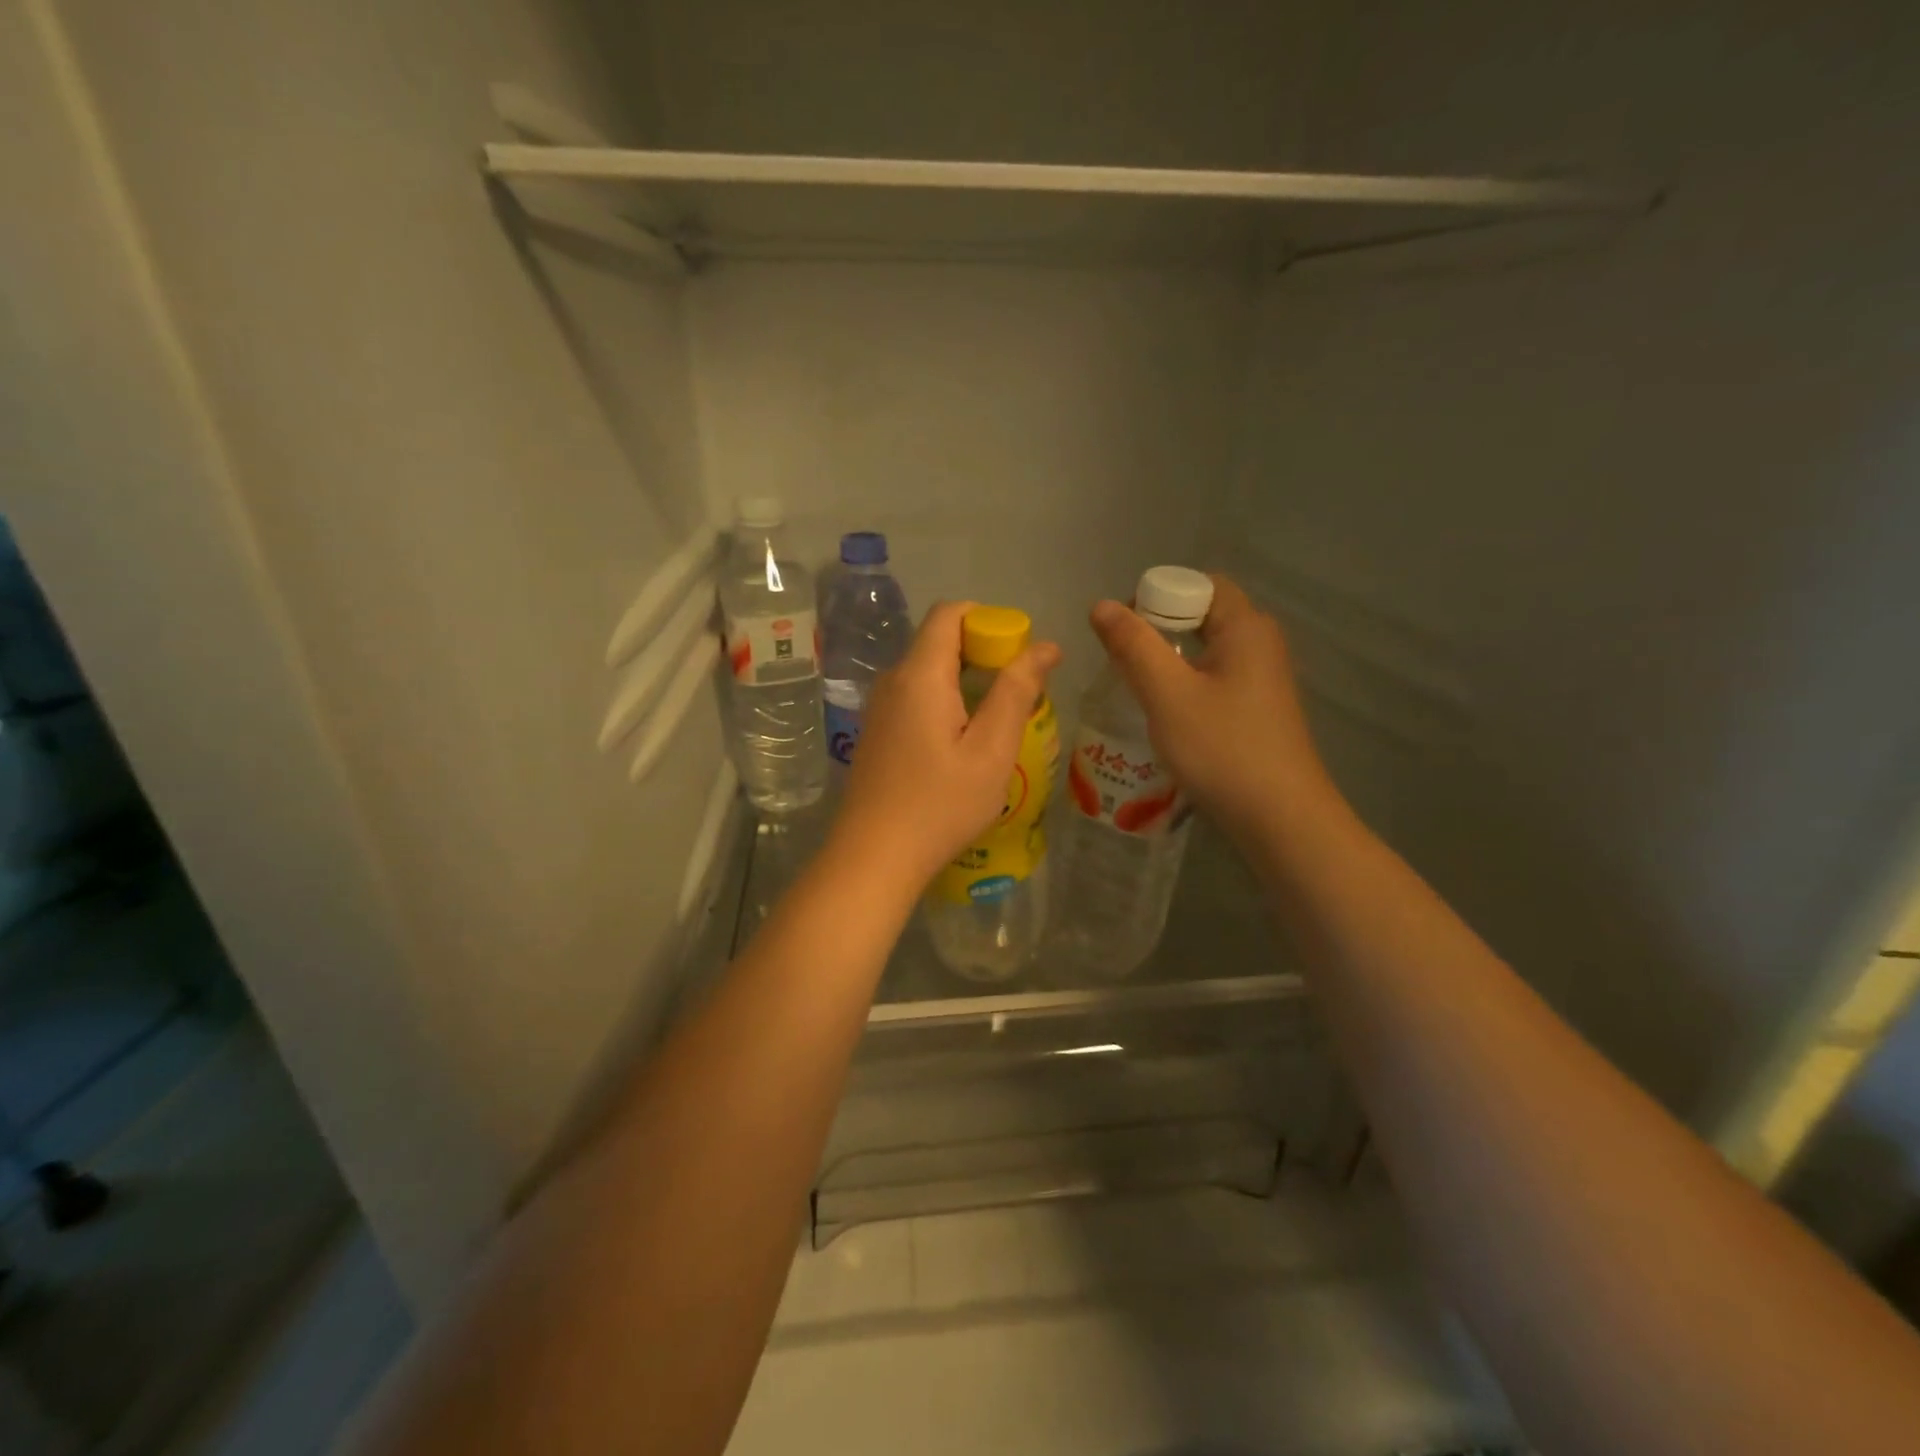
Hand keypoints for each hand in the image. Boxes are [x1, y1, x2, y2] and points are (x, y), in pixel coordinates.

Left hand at [831, 601, 1060, 894]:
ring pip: (928, 672)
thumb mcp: (991, 750)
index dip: (989, 620)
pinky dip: (945, 703)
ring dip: (966, 682)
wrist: (873, 857)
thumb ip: (1016, 691)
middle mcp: (892, 680)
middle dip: (983, 653)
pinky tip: (963, 745)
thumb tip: (1045, 646)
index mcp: (920, 674)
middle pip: (939, 640)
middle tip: (1018, 695)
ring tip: (996, 723)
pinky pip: (915, 697)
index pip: (950, 613)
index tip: (1018, 655)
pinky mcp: (876, 732)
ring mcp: (879, 707)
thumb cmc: (939, 805)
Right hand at [1089, 574, 1333, 843]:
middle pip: (1203, 614)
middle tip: (1122, 659)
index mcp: (1246, 628)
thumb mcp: (1168, 695)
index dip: (1157, 595)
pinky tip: (1166, 715)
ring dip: (1169, 660)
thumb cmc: (1223, 749)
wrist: (1281, 819)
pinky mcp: (1258, 709)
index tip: (1124, 630)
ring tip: (1136, 687)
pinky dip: (1186, 684)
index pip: (1199, 584)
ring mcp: (1263, 679)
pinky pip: (1215, 678)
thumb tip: (1102, 606)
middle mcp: (1260, 644)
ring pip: (1206, 650)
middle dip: (1158, 629)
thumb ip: (1134, 647)